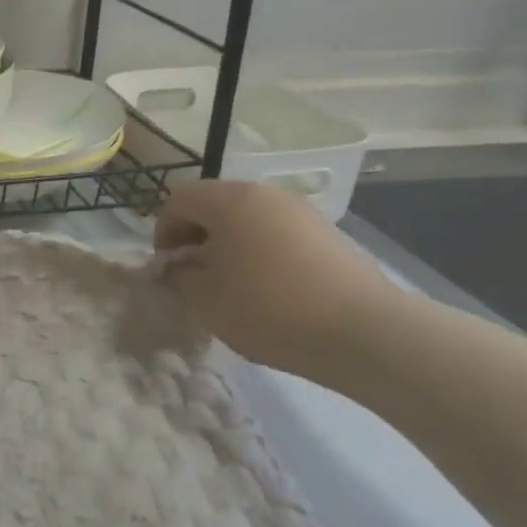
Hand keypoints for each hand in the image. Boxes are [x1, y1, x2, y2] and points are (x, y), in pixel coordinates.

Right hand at [154, 179, 400, 377]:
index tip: (168, 266)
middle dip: (196, 235)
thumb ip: (181, 276)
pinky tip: (268, 289)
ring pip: (248, 218)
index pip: (179, 199)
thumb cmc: (269, 308)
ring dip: (229, 244)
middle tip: (195, 274)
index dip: (163, 230)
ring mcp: (301, 211)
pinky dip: (261, 252)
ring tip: (232, 284)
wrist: (364, 331)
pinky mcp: (327, 234)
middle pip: (215, 204)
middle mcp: (265, 194)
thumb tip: (181, 266)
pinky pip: (277, 233)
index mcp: (230, 200)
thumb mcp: (206, 299)